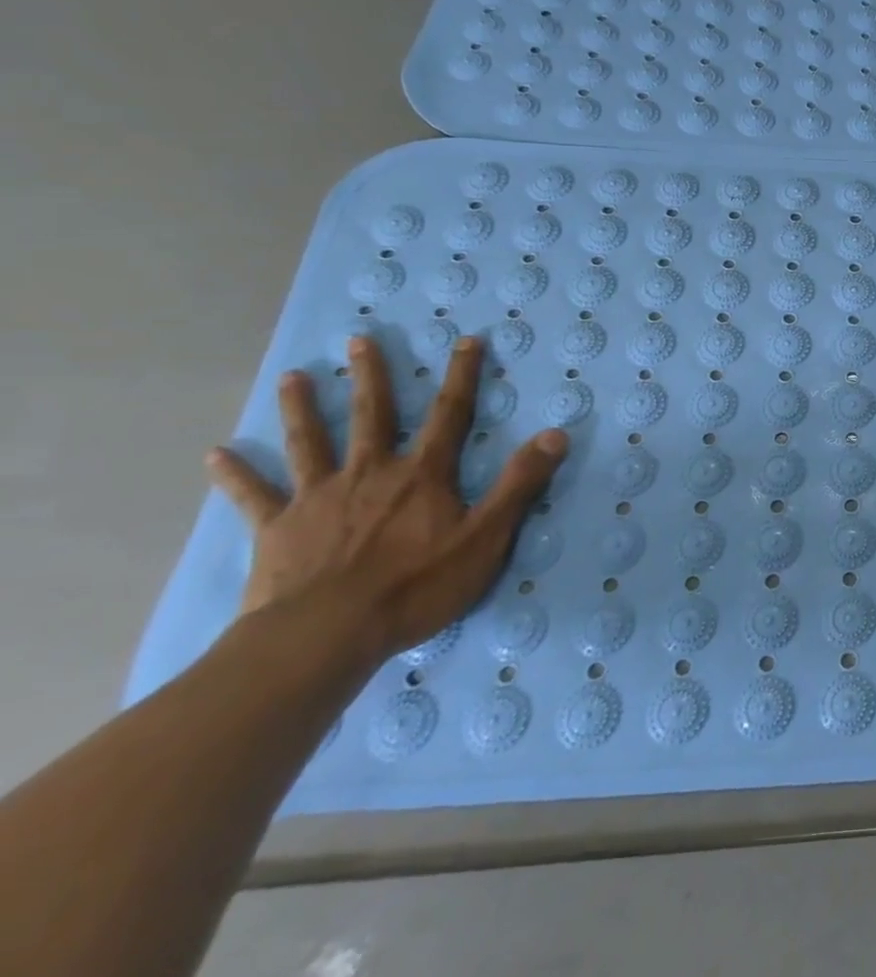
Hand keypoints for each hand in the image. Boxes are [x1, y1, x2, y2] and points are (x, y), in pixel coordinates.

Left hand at [205, 335, 566, 662]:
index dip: (462, 376)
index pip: (450, 415)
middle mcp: (370, 473)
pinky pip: (254, 496)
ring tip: (293, 377)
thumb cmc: (415, 586)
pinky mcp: (277, 530)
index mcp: (422, 475)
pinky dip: (236, 474)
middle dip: (371, 376)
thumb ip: (519, 484)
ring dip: (301, 408)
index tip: (466, 341)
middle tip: (359, 340)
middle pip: (371, 416)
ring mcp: (318, 498)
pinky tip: (217, 454)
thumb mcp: (486, 536)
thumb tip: (556, 434)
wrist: (325, 635)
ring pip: (310, 443)